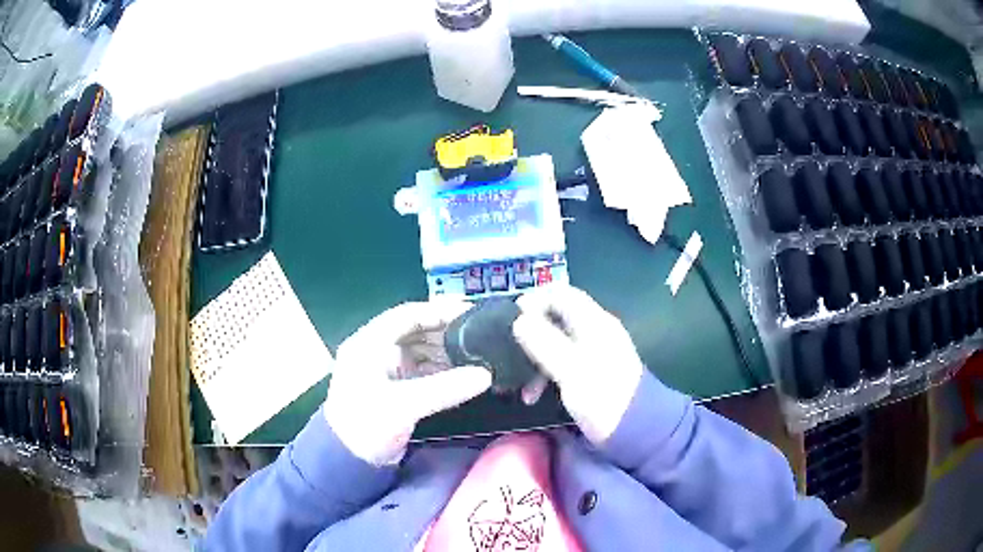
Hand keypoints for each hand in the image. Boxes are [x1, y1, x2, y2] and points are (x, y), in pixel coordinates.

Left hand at [324, 301, 491, 465]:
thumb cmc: (367, 426)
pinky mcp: (394, 390)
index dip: (438, 311)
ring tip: (478, 355)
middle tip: (480, 335)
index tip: (470, 312)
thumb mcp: (404, 405)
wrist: (346, 462)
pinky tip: (463, 375)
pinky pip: (422, 372)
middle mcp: (377, 351)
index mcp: (369, 343)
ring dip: (446, 353)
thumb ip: (445, 388)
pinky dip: (442, 371)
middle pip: (416, 332)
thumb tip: (487, 375)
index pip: (407, 315)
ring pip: (421, 352)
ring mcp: (385, 371)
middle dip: (446, 333)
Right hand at [513, 286, 643, 444]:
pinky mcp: (589, 373)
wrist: (636, 430)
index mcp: (594, 323)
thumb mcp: (572, 370)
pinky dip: (544, 374)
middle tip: (508, 353)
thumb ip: (545, 343)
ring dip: (534, 360)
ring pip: (555, 343)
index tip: (510, 319)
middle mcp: (594, 331)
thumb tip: (519, 320)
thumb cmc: (605, 397)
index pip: (561, 294)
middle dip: (529, 334)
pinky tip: (533, 396)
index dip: (534, 300)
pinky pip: (560, 363)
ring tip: (519, 387)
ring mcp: (592, 353)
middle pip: (555, 319)